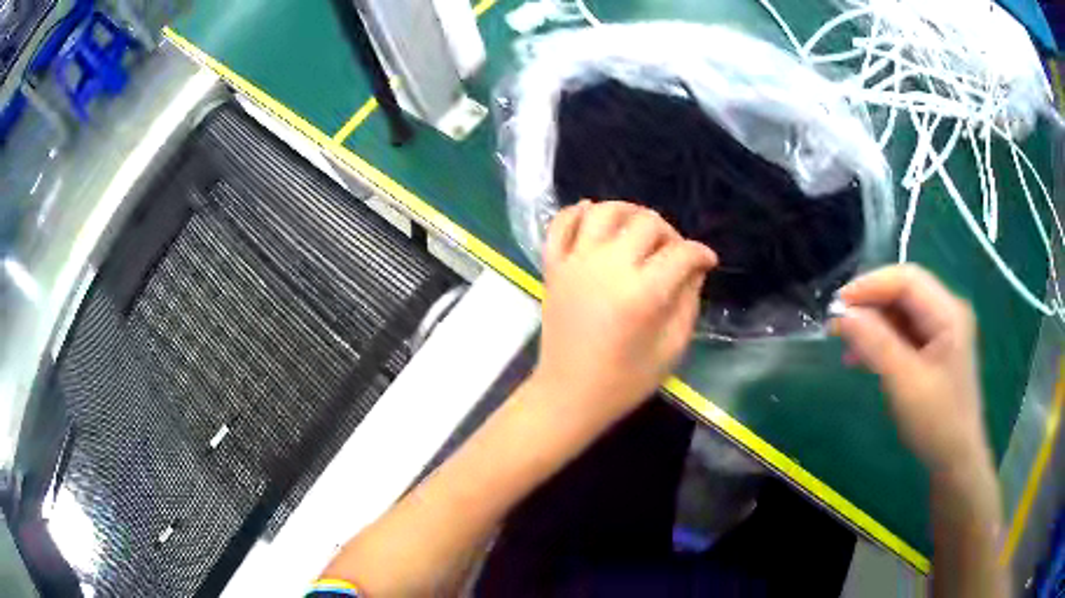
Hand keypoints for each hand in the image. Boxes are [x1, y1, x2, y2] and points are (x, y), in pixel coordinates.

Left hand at [532, 201, 717, 430]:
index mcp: (642, 293)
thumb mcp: (672, 347)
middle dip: (669, 233)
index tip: (707, 261)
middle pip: (647, 222)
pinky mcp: (553, 267)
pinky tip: (592, 217)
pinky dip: (576, 213)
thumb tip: (695, 267)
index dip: (701, 254)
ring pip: (603, 211)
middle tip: (673, 253)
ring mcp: (576, 263)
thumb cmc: (625, 380)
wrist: (569, 393)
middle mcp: (608, 267)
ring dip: (627, 211)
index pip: (682, 253)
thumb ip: (688, 300)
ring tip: (637, 229)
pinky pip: (560, 223)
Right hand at [832, 265, 989, 472]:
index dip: (871, 285)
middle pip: (904, 292)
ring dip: (873, 324)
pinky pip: (905, 334)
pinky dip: (882, 341)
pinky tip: (863, 357)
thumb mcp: (905, 382)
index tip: (838, 303)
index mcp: (948, 312)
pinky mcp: (935, 350)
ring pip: (902, 313)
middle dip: (870, 304)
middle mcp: (947, 312)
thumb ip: (876, 343)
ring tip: (846, 343)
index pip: (907, 279)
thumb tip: (843, 315)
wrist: (956, 460)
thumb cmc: (937, 422)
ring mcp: (942, 331)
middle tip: (838, 324)